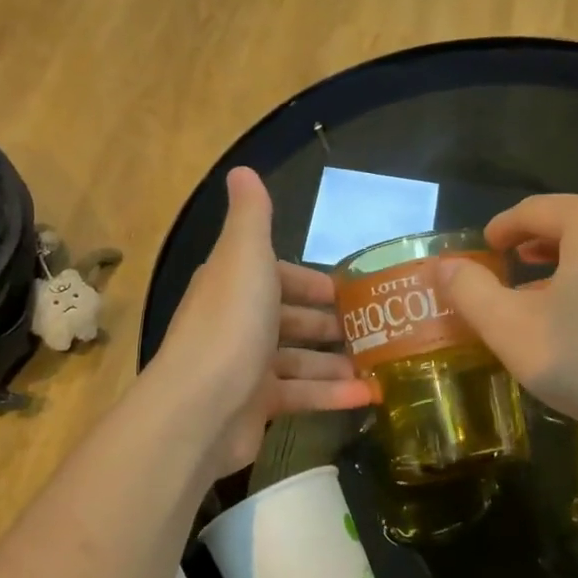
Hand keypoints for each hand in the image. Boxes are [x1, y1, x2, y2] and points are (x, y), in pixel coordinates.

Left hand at [153, 168, 373, 475]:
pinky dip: (332, 395)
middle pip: (289, 319)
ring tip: (379, 363)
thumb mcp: (245, 256)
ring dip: (335, 361)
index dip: (311, 281)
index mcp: (234, 284)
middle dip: (329, 323)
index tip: (349, 290)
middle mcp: (236, 323)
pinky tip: (368, 395)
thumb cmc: (231, 324)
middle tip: (374, 329)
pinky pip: (300, 396)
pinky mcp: (255, 407)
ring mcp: (245, 368)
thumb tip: (242, 170)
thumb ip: (252, 216)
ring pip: (298, 360)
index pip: (277, 276)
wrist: (199, 407)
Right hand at [439, 192, 577, 455]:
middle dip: (535, 249)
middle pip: (571, 224)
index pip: (532, 211)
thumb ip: (469, 291)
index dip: (501, 230)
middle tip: (508, 275)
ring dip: (569, 266)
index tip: (483, 251)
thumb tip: (443, 266)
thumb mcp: (511, 328)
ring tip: (543, 300)